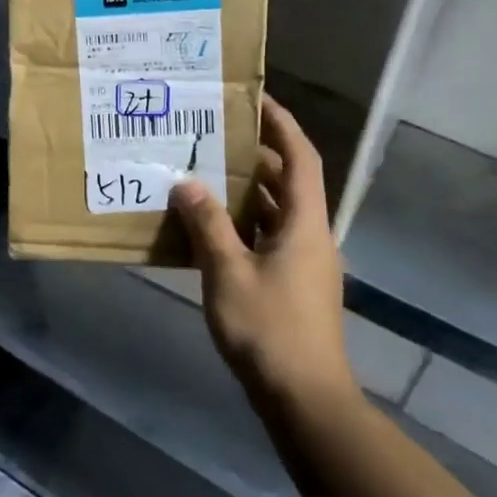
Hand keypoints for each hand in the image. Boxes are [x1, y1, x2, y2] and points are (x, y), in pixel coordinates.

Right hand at [170, 95, 354, 402]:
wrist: (304, 398)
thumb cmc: (269, 329)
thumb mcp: (228, 272)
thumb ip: (207, 225)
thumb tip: (186, 183)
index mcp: (305, 224)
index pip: (300, 158)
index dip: (281, 125)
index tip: (255, 99)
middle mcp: (310, 236)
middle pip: (287, 182)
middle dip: (255, 156)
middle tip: (214, 135)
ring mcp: (303, 263)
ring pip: (275, 212)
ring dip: (245, 192)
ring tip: (204, 172)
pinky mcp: (291, 286)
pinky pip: (266, 239)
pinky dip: (242, 225)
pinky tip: (208, 228)